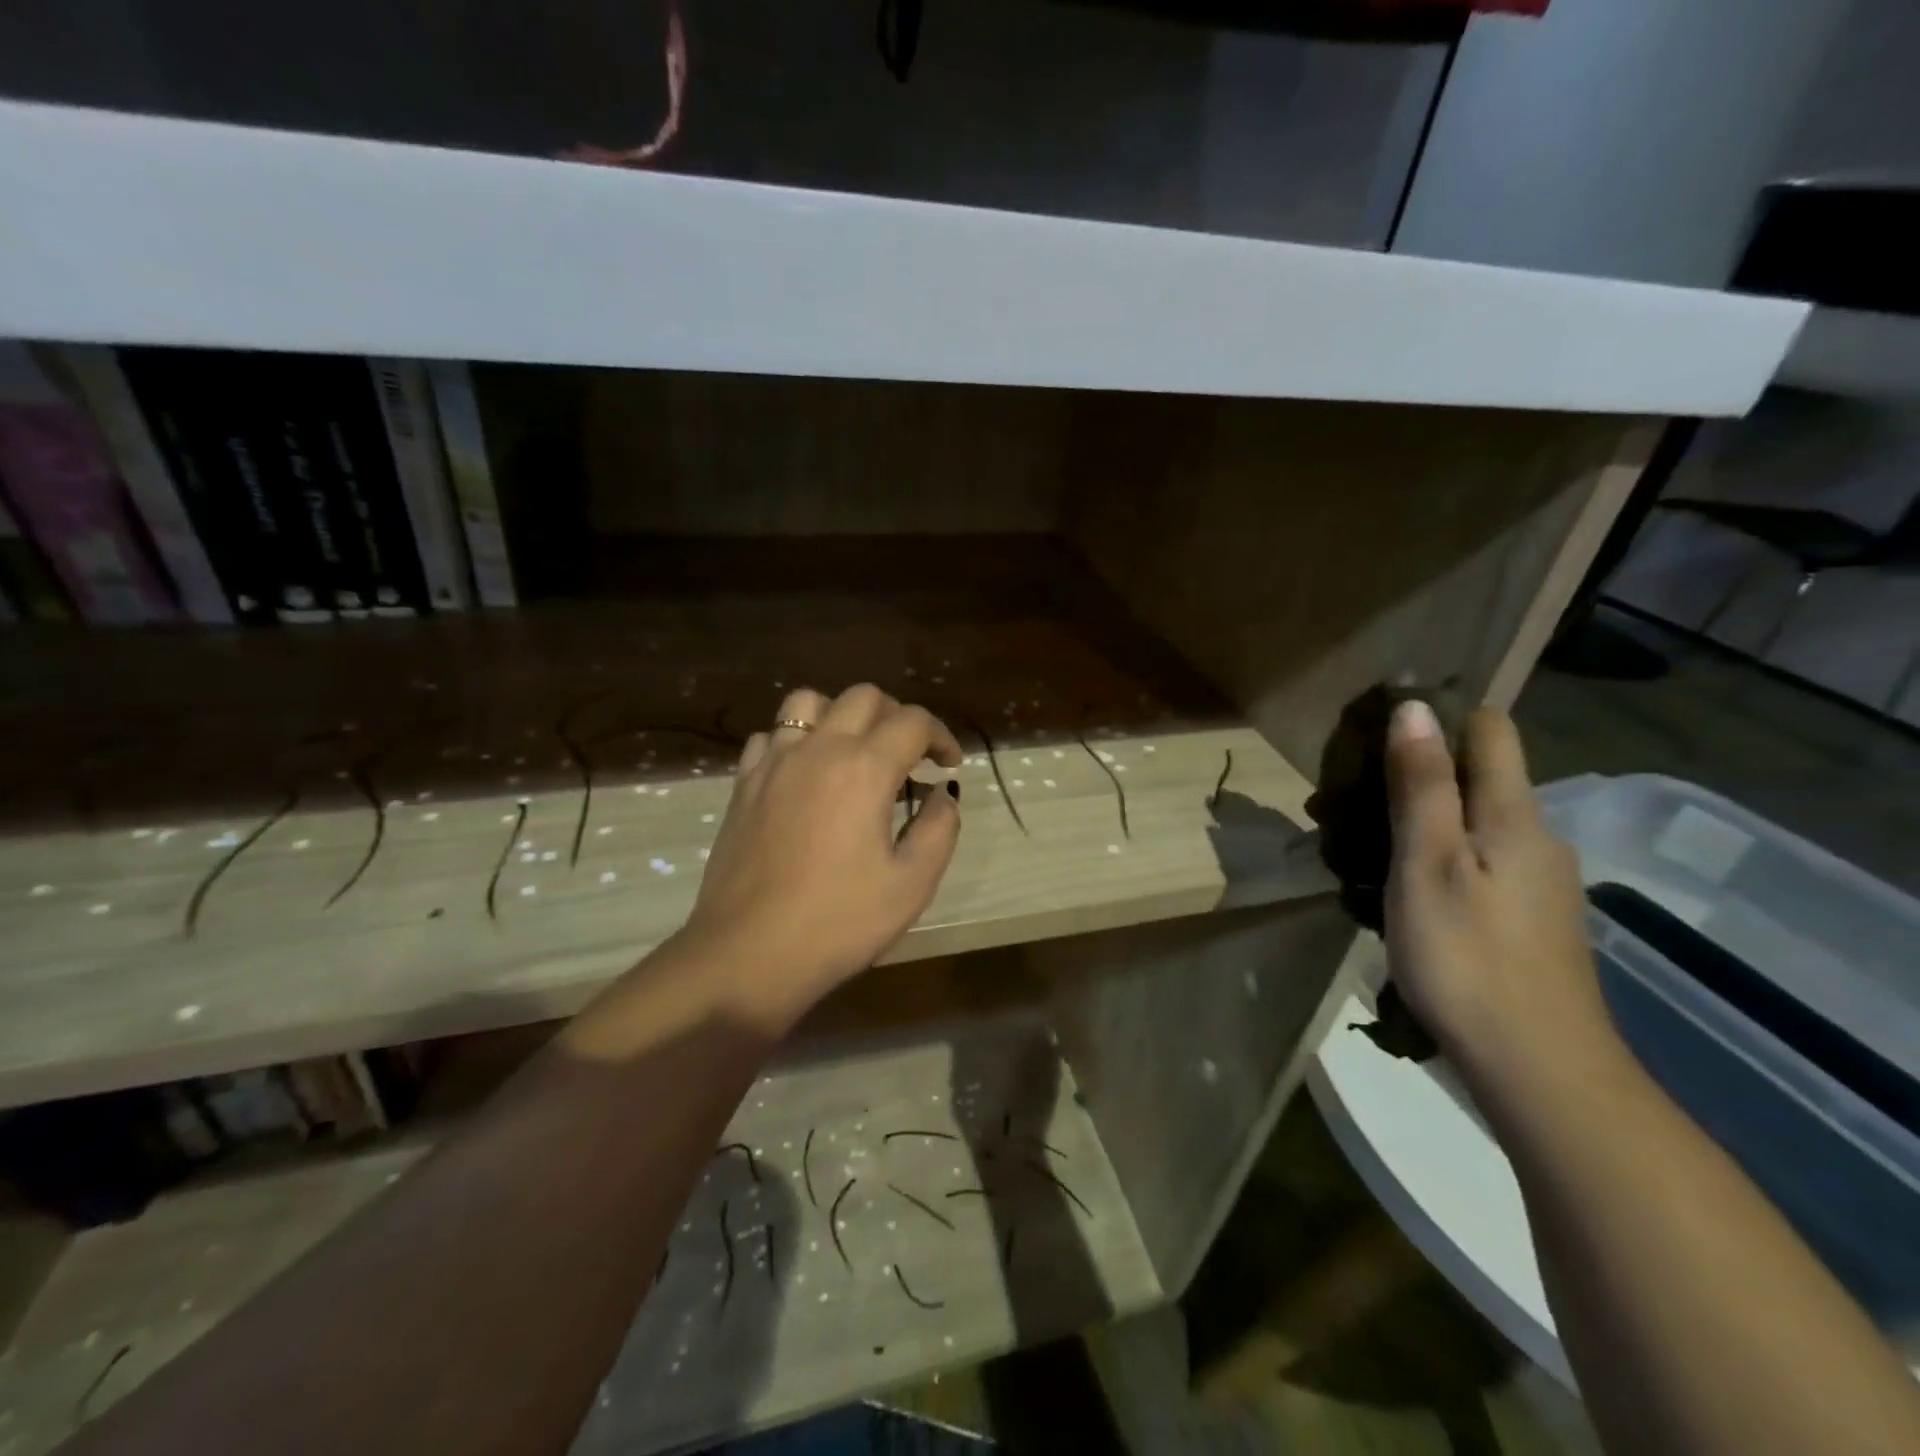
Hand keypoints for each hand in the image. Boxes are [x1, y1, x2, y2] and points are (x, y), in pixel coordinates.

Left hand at [678, 684, 962, 1027]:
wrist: (749, 954)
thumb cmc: (839, 923)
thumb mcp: (911, 884)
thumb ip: (938, 829)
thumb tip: (942, 795)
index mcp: (864, 769)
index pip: (913, 722)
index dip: (941, 736)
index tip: (949, 764)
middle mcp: (817, 750)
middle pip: (863, 697)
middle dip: (896, 717)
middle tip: (908, 756)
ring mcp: (773, 763)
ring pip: (808, 702)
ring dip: (841, 715)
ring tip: (853, 752)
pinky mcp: (743, 785)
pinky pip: (770, 737)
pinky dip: (795, 741)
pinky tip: (805, 776)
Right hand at [1383, 701, 1621, 1099]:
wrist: (1538, 1069)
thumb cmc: (1469, 957)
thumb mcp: (1427, 863)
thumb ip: (1421, 785)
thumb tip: (1414, 708)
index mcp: (1514, 815)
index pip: (1490, 730)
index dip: (1441, 716)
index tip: (1378, 728)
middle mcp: (1535, 837)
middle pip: (1475, 778)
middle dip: (1411, 776)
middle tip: (1344, 805)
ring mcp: (1535, 883)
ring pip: (1469, 826)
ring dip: (1414, 824)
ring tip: (1354, 853)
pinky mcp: (1526, 920)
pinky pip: (1474, 865)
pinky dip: (1432, 862)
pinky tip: (1394, 896)